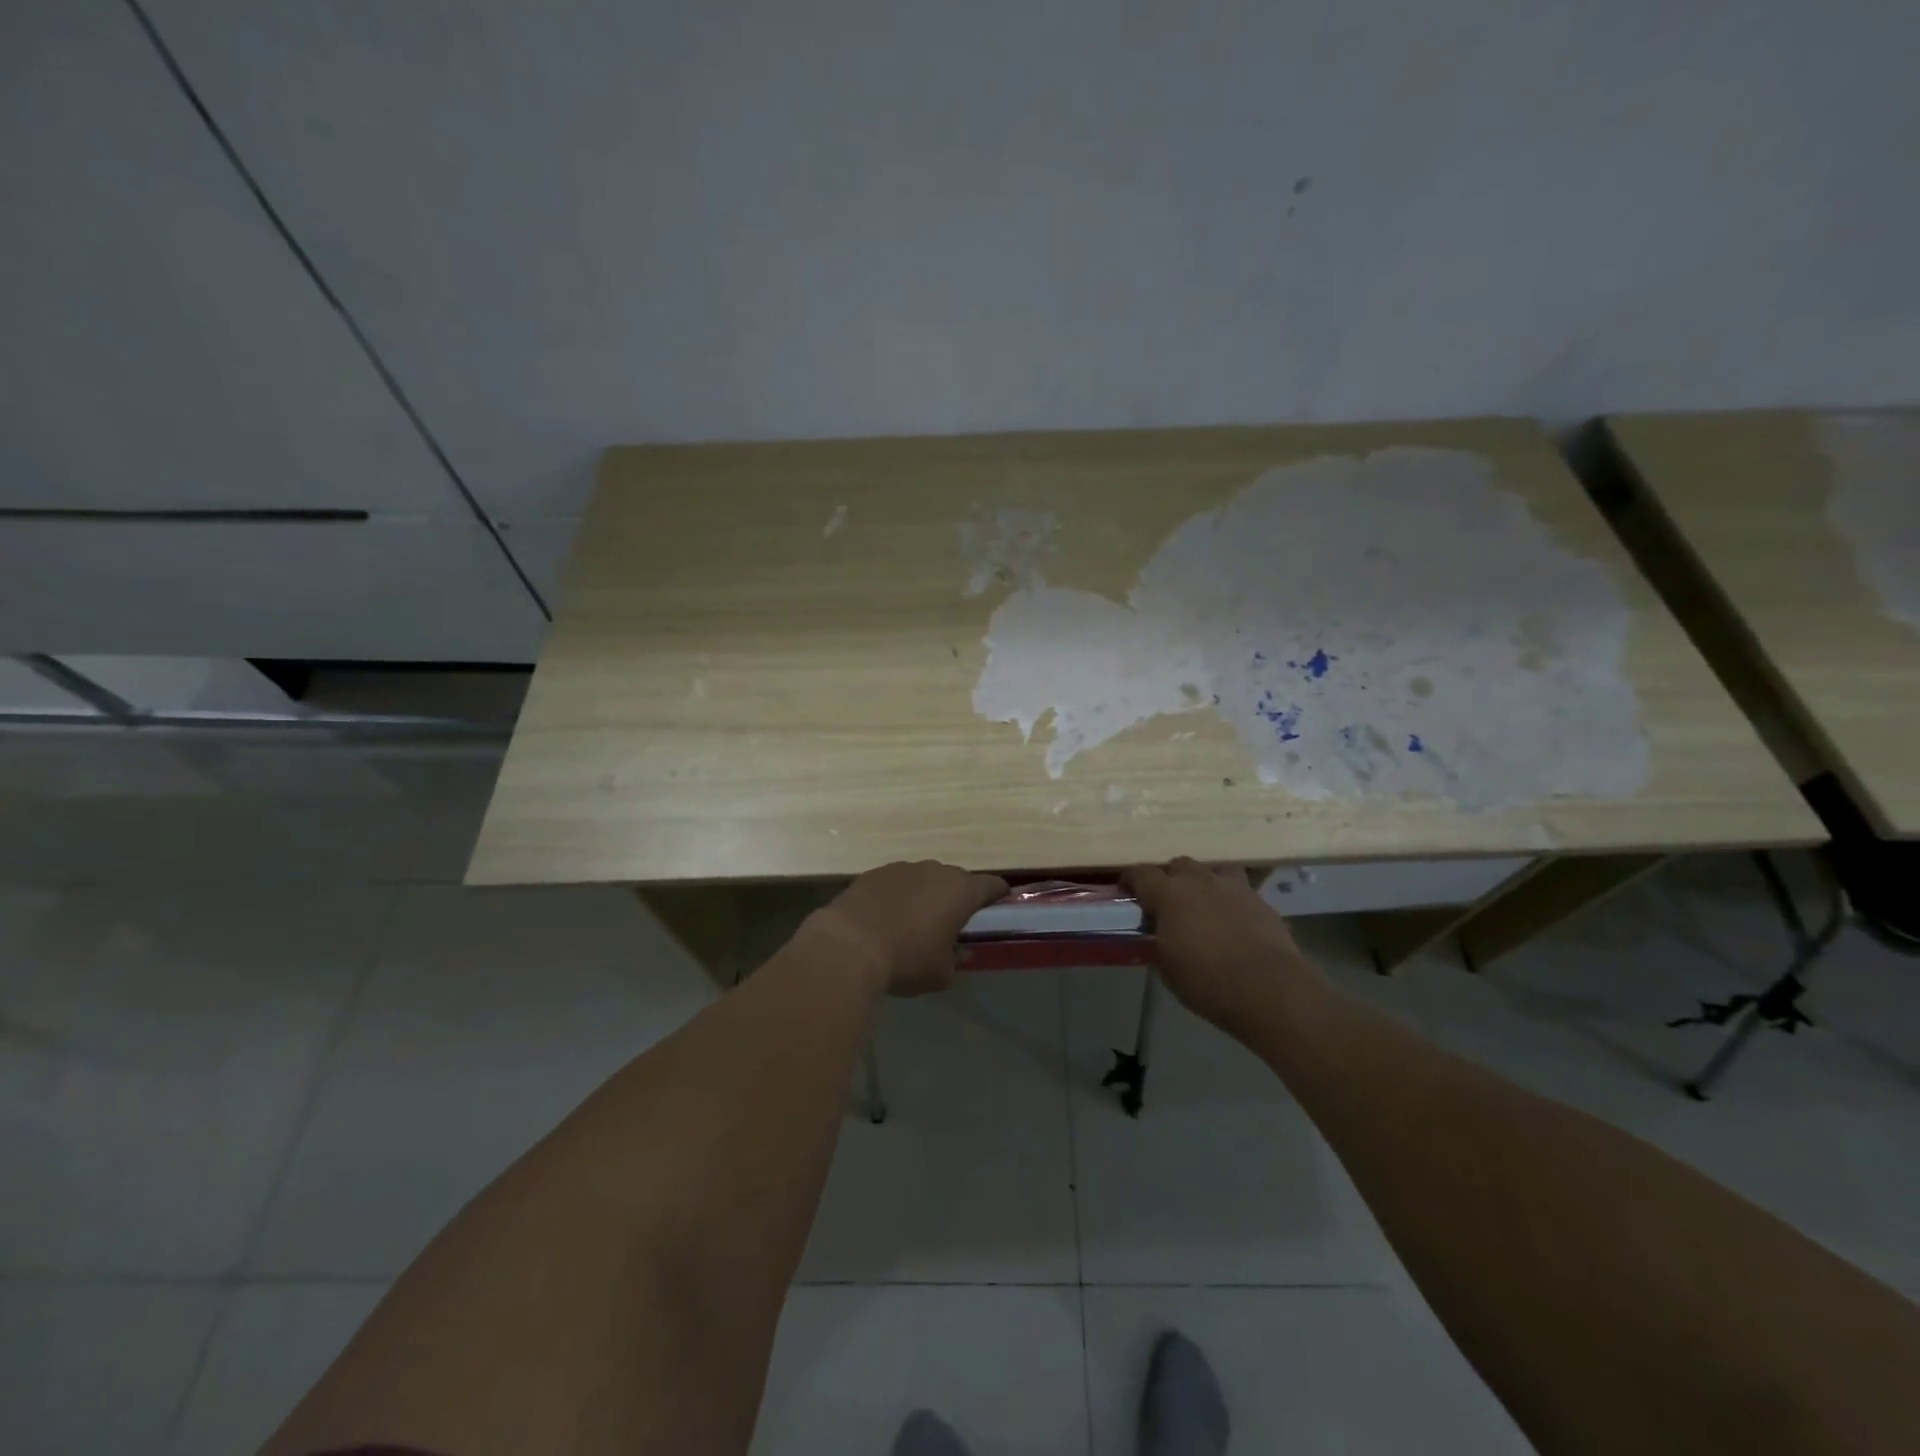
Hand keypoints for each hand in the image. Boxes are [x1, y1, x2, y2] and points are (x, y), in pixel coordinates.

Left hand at [813, 861, 1008, 996]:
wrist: (848, 946)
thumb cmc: (906, 960)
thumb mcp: (941, 973)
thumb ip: (956, 959)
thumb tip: (959, 952)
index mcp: (960, 891)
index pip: (992, 885)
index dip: (998, 896)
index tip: (999, 907)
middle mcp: (935, 870)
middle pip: (956, 879)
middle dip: (957, 898)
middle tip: (952, 922)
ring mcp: (903, 868)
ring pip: (924, 878)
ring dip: (925, 895)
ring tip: (914, 922)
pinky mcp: (874, 873)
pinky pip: (896, 883)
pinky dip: (897, 896)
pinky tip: (886, 918)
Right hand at [1124, 858, 1325, 1033]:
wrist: (1270, 990)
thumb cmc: (1208, 982)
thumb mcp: (1168, 969)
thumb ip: (1159, 943)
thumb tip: (1160, 937)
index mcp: (1170, 894)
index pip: (1141, 873)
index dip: (1130, 879)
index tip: (1125, 888)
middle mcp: (1200, 881)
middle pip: (1177, 864)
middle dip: (1168, 878)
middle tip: (1164, 900)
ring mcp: (1234, 887)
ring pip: (1211, 869)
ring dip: (1201, 880)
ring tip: (1201, 901)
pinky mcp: (1261, 900)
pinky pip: (1238, 889)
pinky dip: (1228, 898)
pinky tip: (1231, 919)